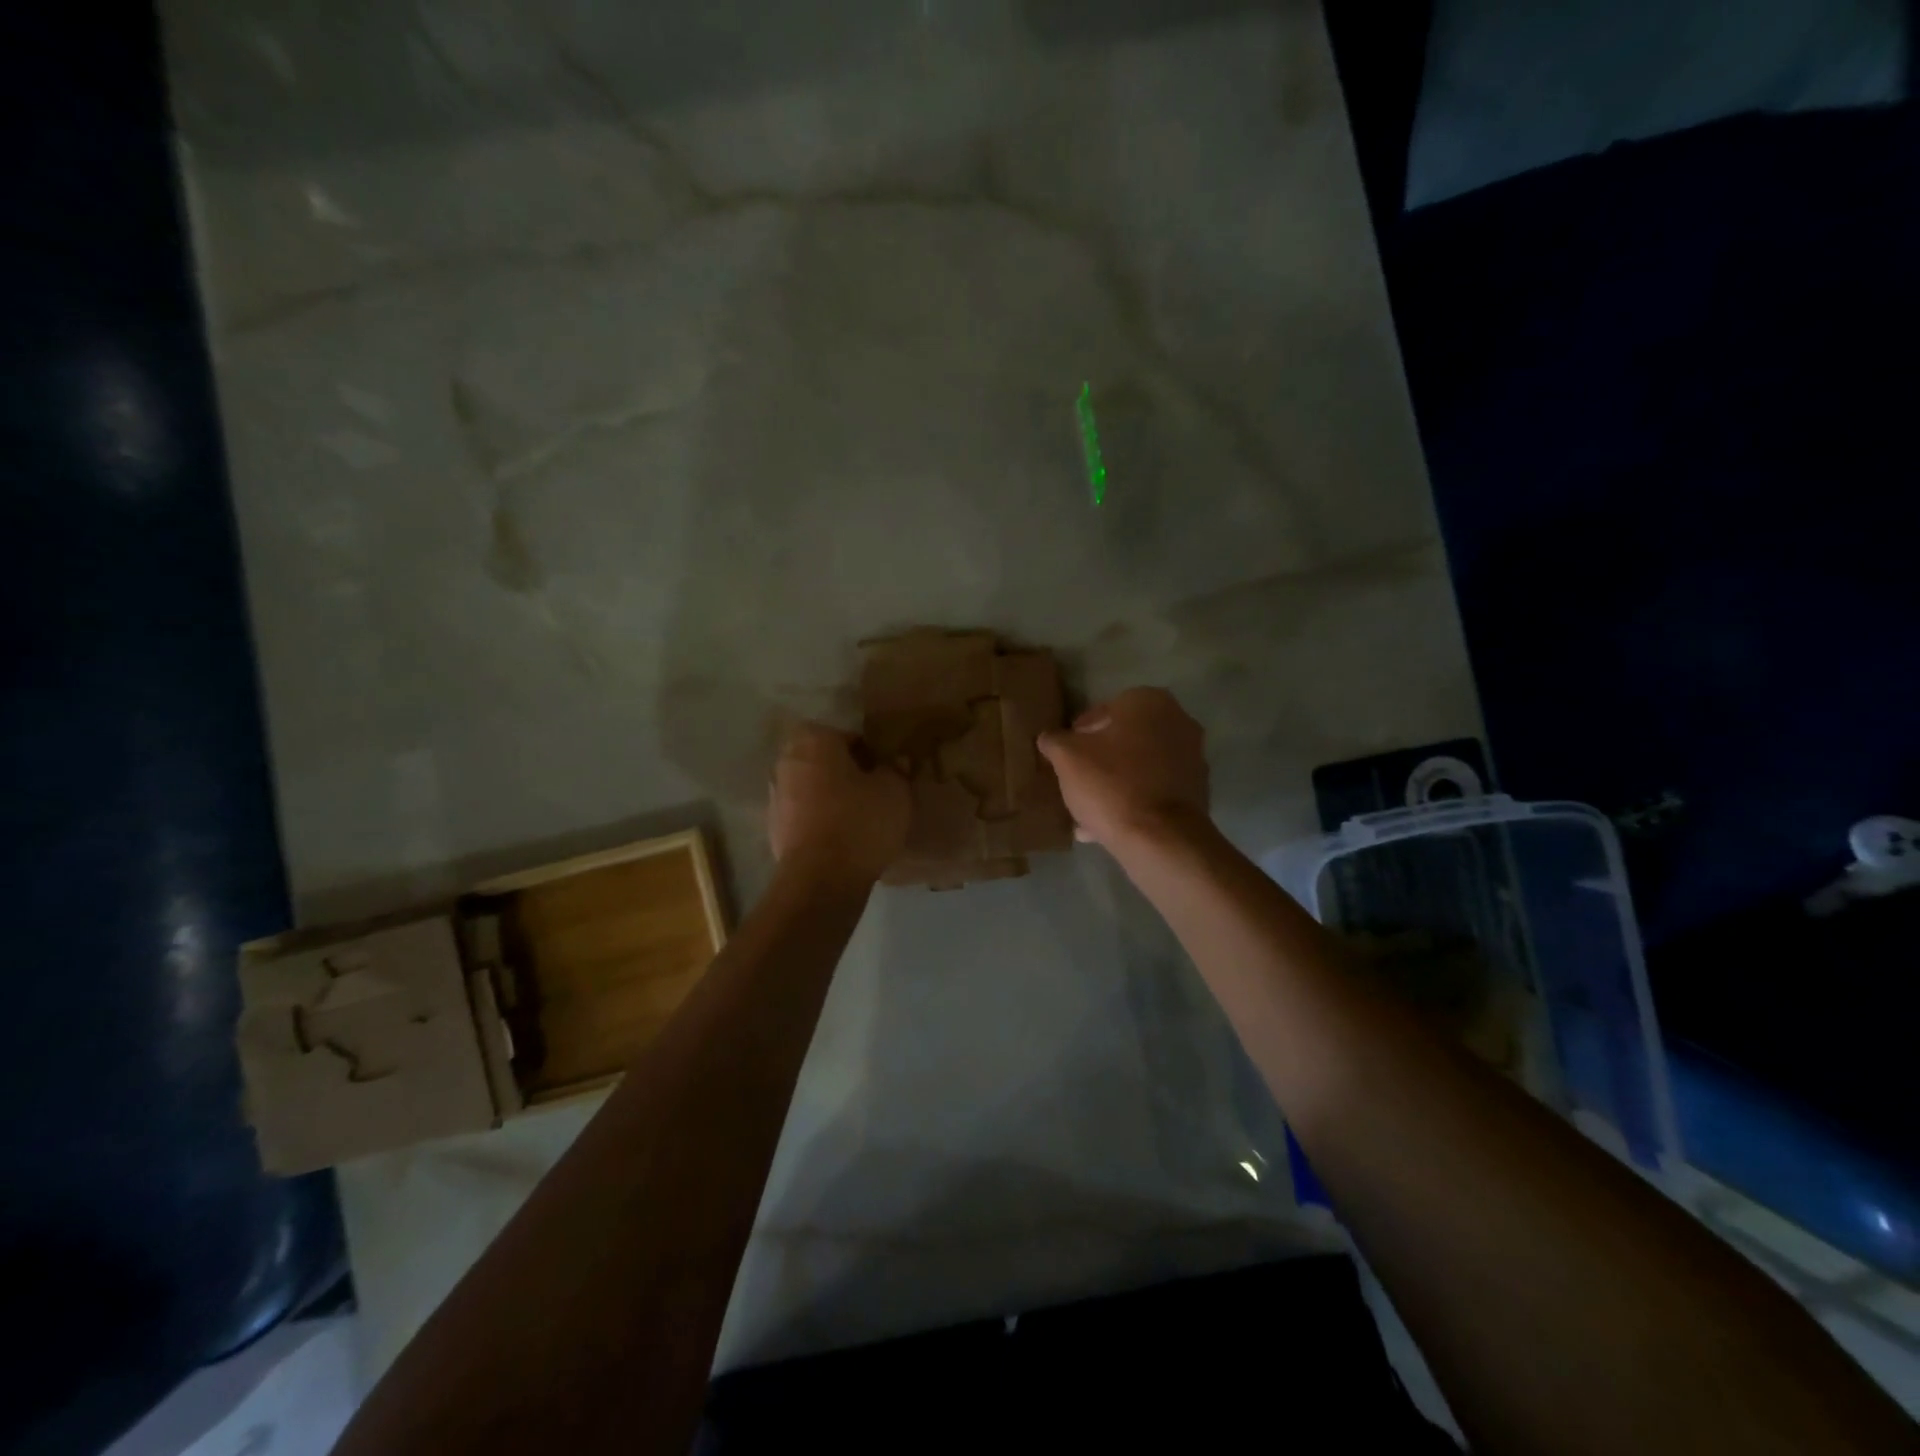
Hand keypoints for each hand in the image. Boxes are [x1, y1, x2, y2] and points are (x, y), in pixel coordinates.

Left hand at [768, 723, 910, 884]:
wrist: (821, 878)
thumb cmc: (860, 821)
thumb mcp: (894, 791)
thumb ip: (895, 770)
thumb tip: (895, 763)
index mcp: (814, 741)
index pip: (846, 736)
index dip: (868, 753)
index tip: (884, 771)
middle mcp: (787, 761)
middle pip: (823, 760)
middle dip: (844, 772)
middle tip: (872, 791)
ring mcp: (776, 796)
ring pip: (811, 787)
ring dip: (830, 797)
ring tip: (858, 818)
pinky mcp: (774, 828)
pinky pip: (803, 815)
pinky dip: (819, 821)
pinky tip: (842, 839)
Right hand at [1036, 687, 1208, 848]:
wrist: (1160, 838)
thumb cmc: (1111, 784)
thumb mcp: (1067, 758)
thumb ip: (1055, 741)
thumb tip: (1049, 738)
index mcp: (1150, 702)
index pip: (1106, 709)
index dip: (1080, 733)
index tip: (1066, 754)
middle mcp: (1179, 721)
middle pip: (1126, 738)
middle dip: (1101, 758)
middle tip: (1077, 778)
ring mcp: (1193, 758)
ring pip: (1140, 766)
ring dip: (1116, 782)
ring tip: (1087, 808)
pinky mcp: (1197, 792)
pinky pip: (1155, 791)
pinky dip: (1134, 802)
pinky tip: (1106, 826)